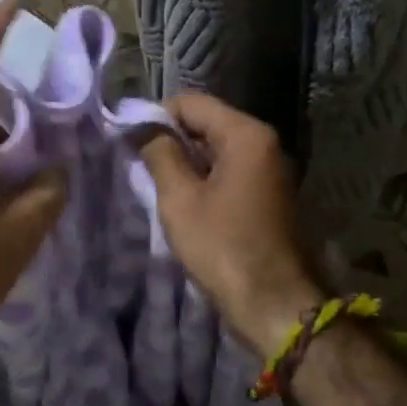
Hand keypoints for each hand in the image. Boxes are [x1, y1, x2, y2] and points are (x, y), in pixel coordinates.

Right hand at [140, 92, 323, 356]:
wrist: (274, 303)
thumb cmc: (223, 247)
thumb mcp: (180, 199)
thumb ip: (160, 154)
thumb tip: (143, 127)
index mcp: (246, 135)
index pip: (191, 103)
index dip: (157, 117)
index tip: (132, 144)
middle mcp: (266, 143)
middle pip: (208, 123)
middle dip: (173, 140)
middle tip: (142, 168)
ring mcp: (272, 169)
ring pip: (219, 149)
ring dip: (189, 162)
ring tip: (161, 187)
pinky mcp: (271, 194)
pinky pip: (232, 171)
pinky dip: (207, 179)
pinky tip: (188, 203)